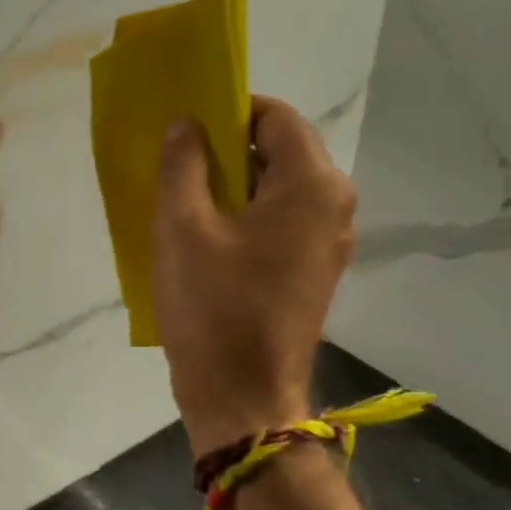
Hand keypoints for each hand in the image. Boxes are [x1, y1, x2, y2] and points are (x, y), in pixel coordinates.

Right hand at [153, 95, 356, 455]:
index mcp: (312, 185)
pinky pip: (280, 223)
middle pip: (280, 151)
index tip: (185, 128)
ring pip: (278, 189)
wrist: (243, 397)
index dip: (227, 111)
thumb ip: (183, 165)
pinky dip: (245, 218)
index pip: (275, 116)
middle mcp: (334, 206)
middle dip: (227, 150)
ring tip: (184, 203)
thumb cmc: (213, 309)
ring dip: (233, 186)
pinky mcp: (314, 271)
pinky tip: (206, 239)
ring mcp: (328, 242)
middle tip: (176, 167)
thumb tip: (187, 126)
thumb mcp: (182, 229)